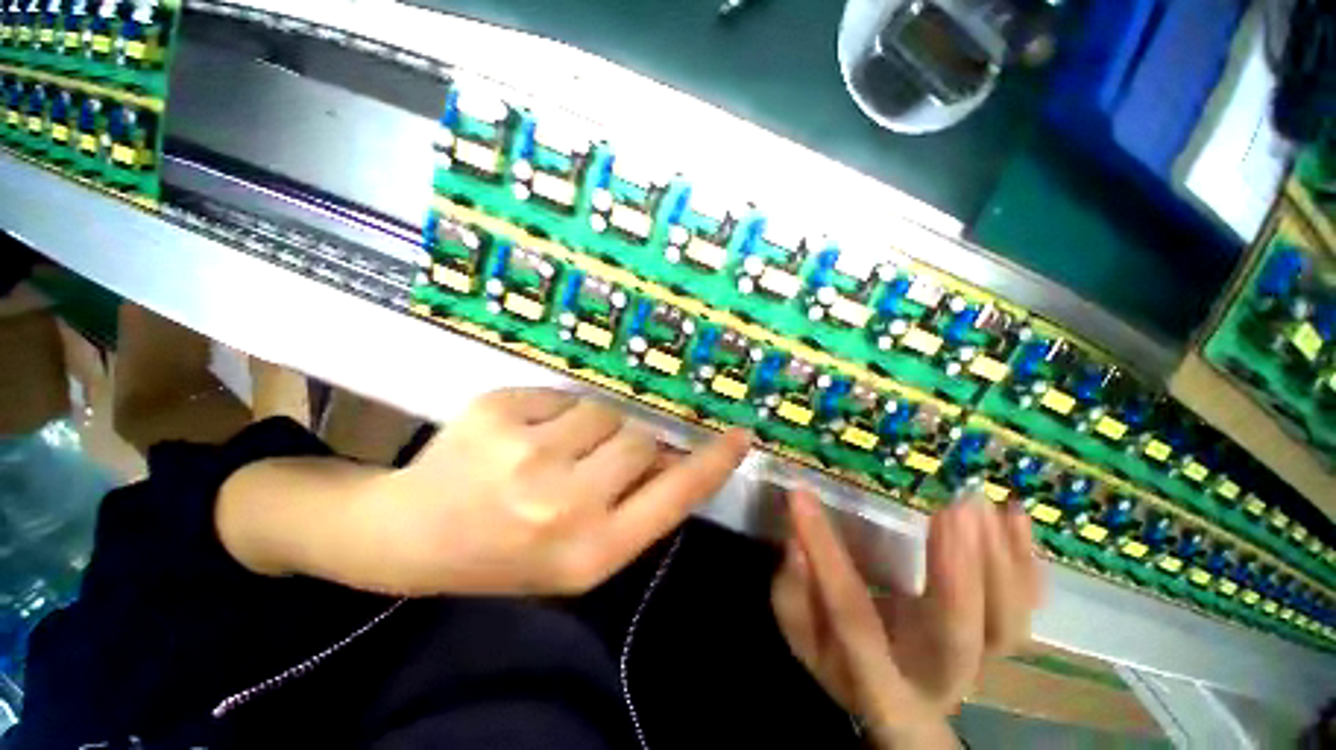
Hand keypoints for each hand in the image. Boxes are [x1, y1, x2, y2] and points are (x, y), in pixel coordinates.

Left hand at [219, 388, 749, 596]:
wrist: (410, 537)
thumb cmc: (505, 552)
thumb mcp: (579, 552)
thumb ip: (635, 504)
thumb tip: (674, 451)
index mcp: (590, 553)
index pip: (674, 497)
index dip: (711, 464)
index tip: (740, 436)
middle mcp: (564, 505)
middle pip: (638, 439)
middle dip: (627, 443)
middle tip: (590, 460)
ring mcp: (526, 454)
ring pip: (601, 411)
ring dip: (588, 428)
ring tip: (547, 452)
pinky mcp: (497, 412)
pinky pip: (559, 396)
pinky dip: (551, 412)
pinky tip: (517, 437)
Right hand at [771, 490, 1041, 748]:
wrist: (901, 705)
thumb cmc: (841, 662)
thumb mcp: (803, 635)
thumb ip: (794, 595)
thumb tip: (797, 545)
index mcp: (876, 680)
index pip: (850, 615)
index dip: (825, 554)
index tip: (800, 496)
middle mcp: (936, 677)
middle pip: (956, 636)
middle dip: (957, 572)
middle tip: (951, 510)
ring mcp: (978, 661)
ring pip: (1005, 624)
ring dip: (998, 562)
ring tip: (976, 504)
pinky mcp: (998, 639)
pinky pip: (1025, 608)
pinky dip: (1026, 563)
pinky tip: (1013, 515)